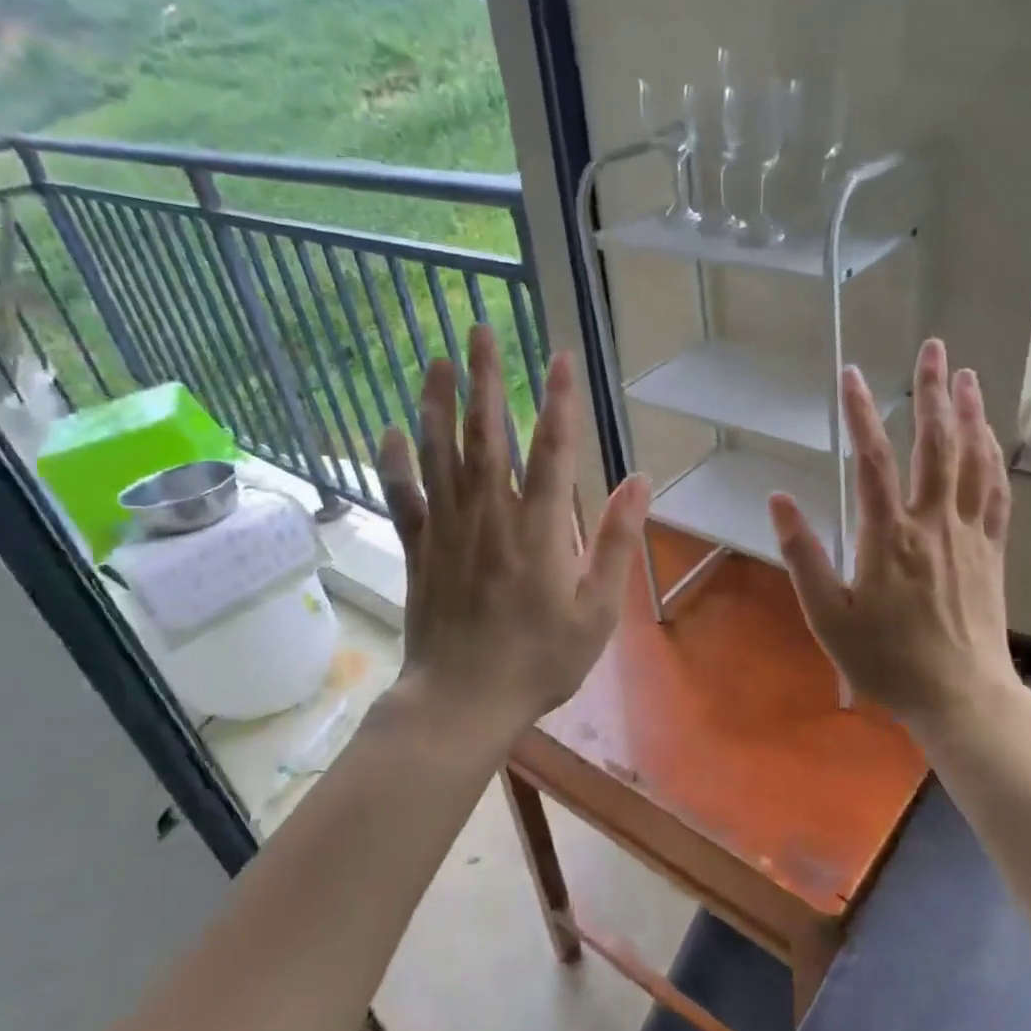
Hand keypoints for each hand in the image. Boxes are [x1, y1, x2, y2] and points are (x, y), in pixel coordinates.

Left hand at [379, 323, 649, 739]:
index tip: (559, 354)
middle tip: (479, 330)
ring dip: (437, 403)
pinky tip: (389, 429)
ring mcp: (447, 529)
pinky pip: (402, 495)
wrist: (463, 701)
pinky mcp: (418, 549)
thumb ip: (618, 541)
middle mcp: (489, 515)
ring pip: (438, 453)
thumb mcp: (598, 610)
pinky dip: (394, 461)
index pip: (552, 449)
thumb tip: (641, 480)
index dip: (558, 399)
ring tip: (436, 361)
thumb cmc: (540, 659)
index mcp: (538, 529)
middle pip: (485, 435)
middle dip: (485, 379)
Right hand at [768, 339, 1017, 736]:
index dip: (860, 413)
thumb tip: (778, 500)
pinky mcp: (992, 551)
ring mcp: (968, 535)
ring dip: (970, 414)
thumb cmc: (886, 660)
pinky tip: (990, 437)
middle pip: (934, 445)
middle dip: (932, 392)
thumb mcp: (827, 616)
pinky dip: (993, 459)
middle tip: (934, 349)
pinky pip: (996, 494)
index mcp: (888, 537)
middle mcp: (933, 523)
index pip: (871, 460)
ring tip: (967, 375)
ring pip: (973, 461)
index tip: (851, 375)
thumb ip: (802, 556)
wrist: (959, 696)